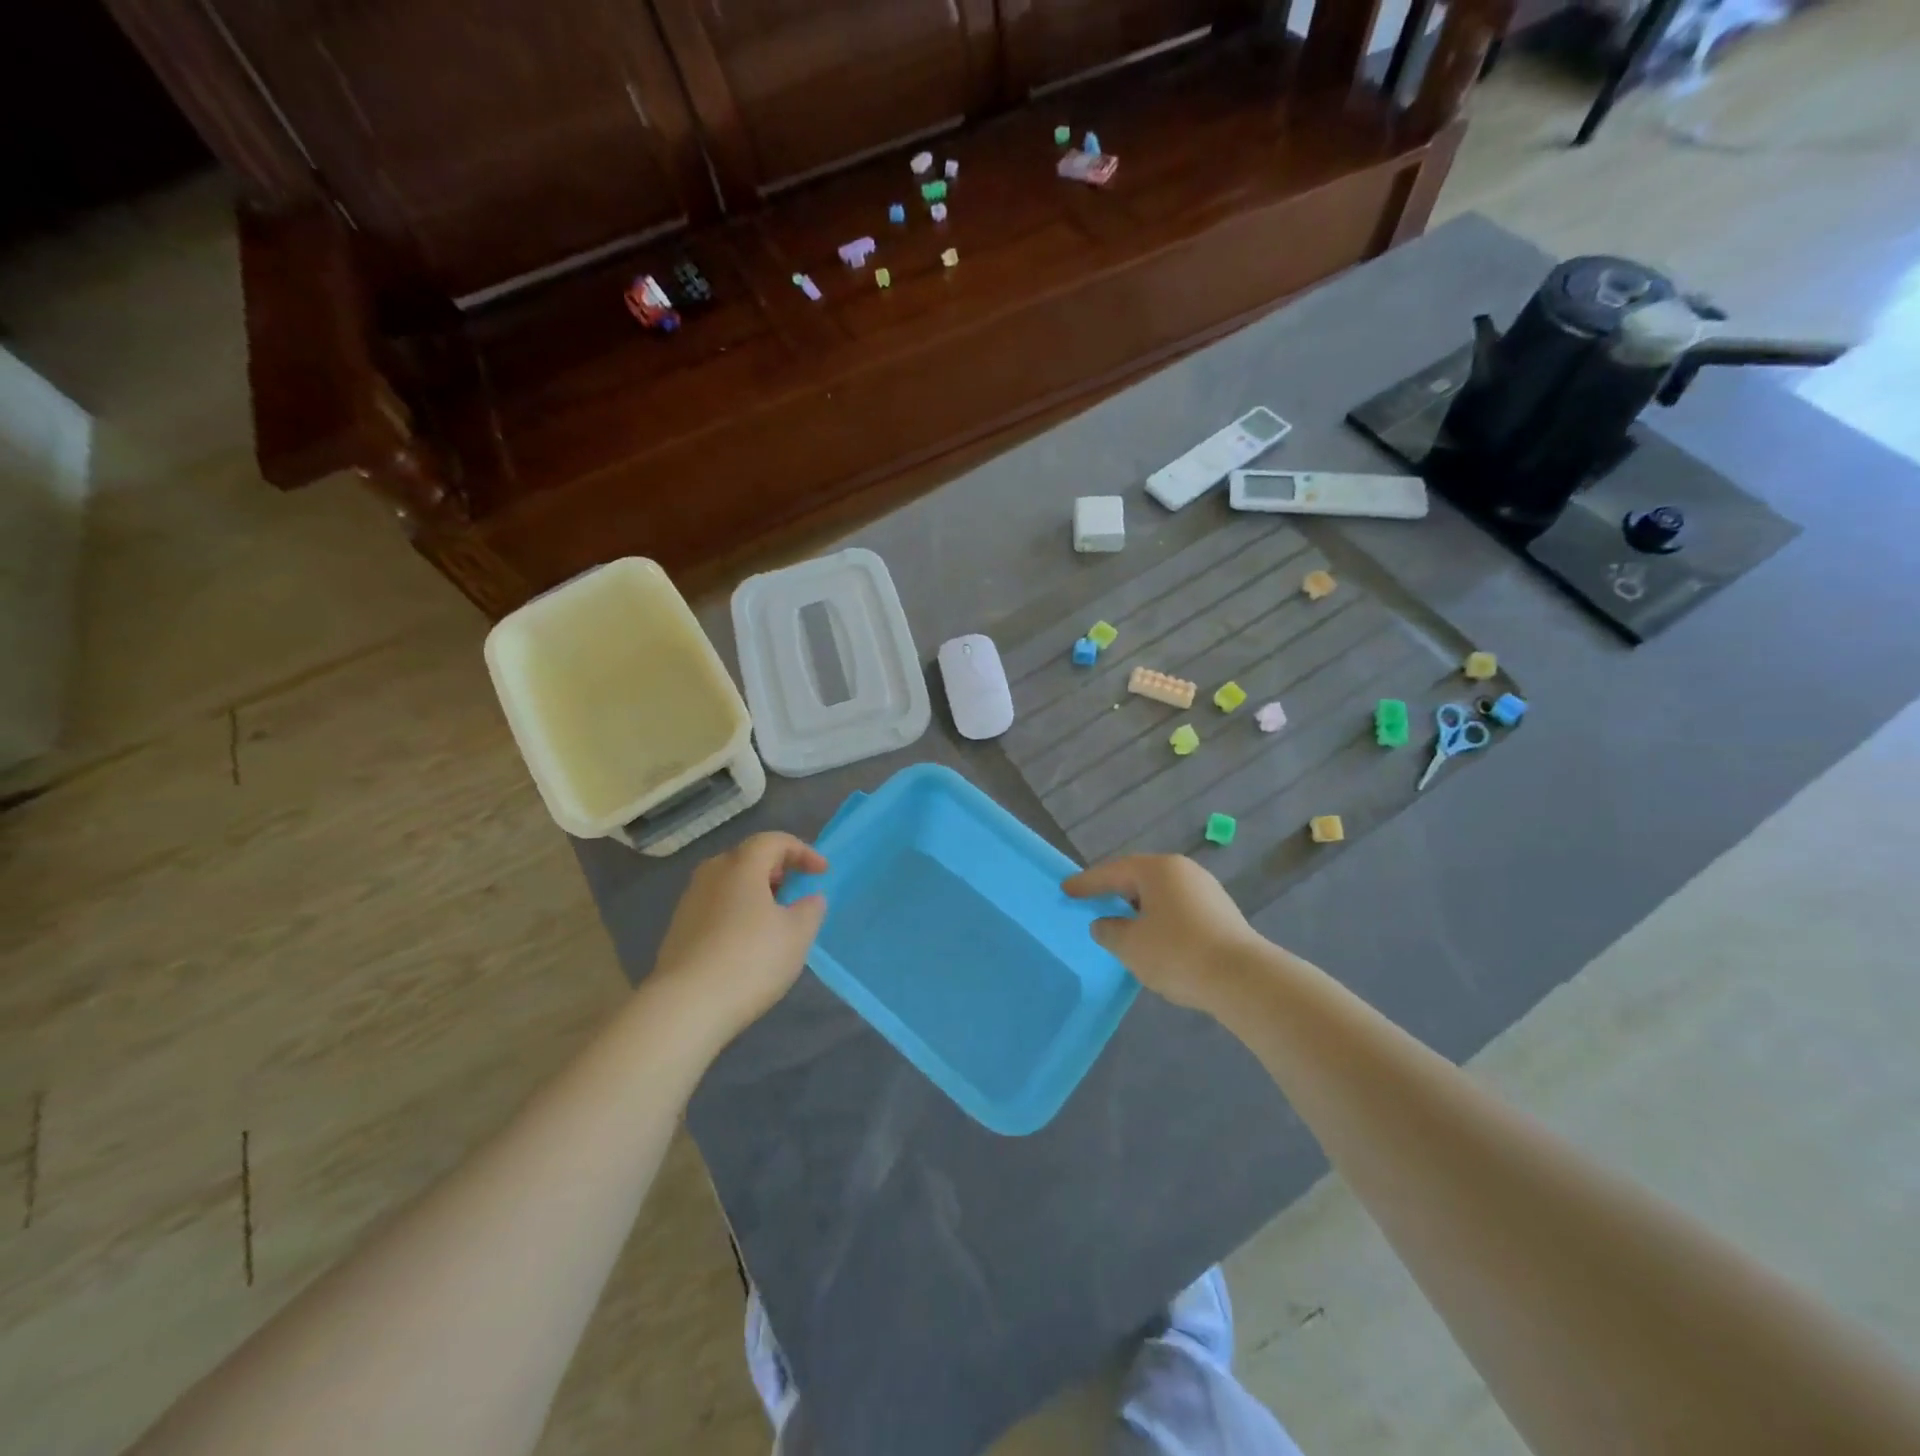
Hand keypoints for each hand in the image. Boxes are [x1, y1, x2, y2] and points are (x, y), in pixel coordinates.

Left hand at [652, 833, 828, 1035]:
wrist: (686, 1006)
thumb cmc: (750, 960)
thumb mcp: (797, 935)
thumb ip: (810, 909)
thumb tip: (809, 899)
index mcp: (741, 866)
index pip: (773, 841)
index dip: (802, 851)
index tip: (822, 872)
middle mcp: (711, 875)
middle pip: (747, 858)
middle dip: (776, 869)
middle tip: (795, 889)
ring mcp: (689, 902)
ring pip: (728, 883)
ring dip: (754, 892)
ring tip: (774, 917)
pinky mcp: (678, 930)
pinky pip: (715, 907)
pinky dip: (736, 912)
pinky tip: (747, 941)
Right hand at [1063, 854, 1263, 1009]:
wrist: (1243, 979)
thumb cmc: (1177, 953)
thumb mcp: (1130, 945)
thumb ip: (1109, 931)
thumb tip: (1104, 924)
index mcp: (1157, 869)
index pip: (1112, 872)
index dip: (1087, 883)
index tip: (1066, 890)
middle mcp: (1183, 871)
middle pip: (1139, 877)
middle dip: (1115, 890)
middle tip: (1093, 900)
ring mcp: (1207, 890)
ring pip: (1161, 894)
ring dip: (1139, 907)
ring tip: (1123, 922)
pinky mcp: (1222, 913)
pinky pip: (1179, 908)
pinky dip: (1160, 918)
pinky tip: (1155, 938)